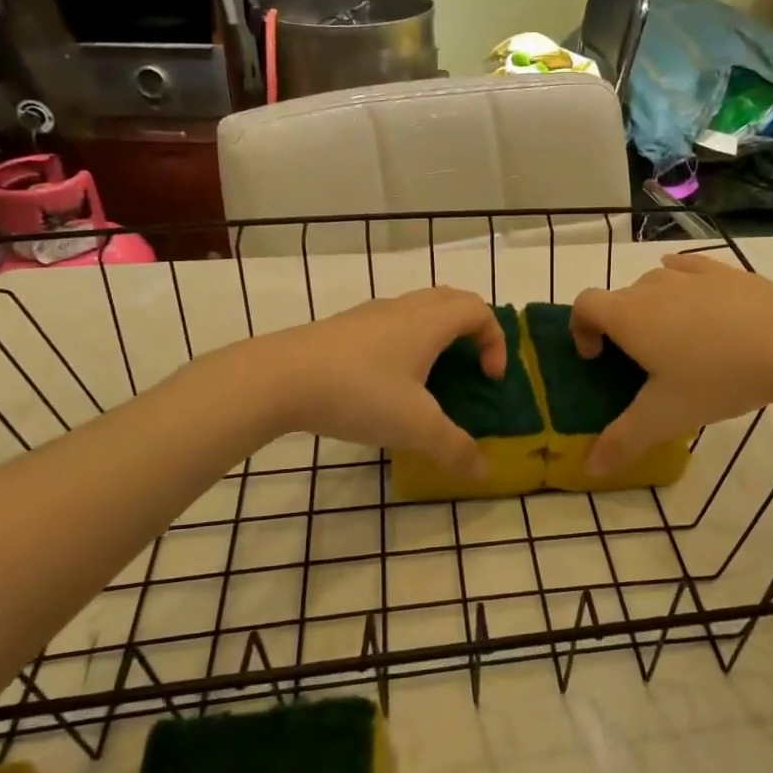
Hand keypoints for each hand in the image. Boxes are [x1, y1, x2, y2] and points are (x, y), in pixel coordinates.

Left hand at [250, 287, 506, 473]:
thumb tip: (486, 473)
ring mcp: (368, 315)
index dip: (496, 341)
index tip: (489, 379)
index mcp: (429, 322)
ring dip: (436, 334)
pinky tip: (386, 383)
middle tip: (470, 364)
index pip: (480, 311)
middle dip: (471, 328)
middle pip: (451, 300)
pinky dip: (404, 342)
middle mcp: (403, 308)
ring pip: (416, 309)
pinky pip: (388, 324)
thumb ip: (455, 449)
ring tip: (430, 376)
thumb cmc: (359, 393)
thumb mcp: (415, 427)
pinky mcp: (341, 328)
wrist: (277, 378)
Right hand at [570, 253, 772, 473]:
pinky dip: (682, 283)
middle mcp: (653, 286)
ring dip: (651, 306)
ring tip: (674, 340)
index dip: (580, 327)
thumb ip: (623, 442)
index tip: (596, 357)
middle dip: (618, 326)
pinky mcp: (726, 272)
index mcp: (629, 316)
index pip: (584, 304)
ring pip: (655, 283)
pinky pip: (690, 269)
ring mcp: (691, 275)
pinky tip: (698, 301)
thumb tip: (590, 469)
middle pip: (619, 297)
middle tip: (639, 363)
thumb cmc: (716, 377)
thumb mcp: (665, 417)